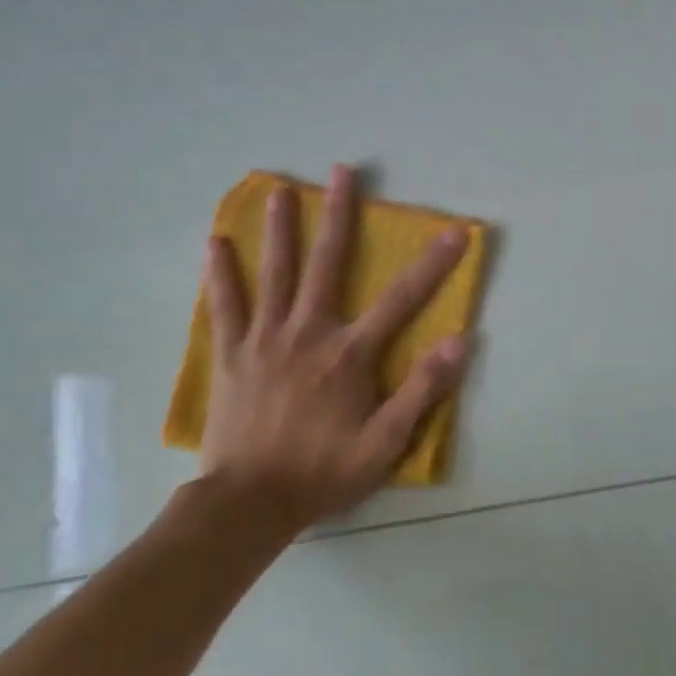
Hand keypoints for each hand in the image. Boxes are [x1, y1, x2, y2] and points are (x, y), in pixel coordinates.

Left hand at [197, 165, 469, 529]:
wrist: (248, 503)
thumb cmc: (323, 472)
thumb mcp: (385, 443)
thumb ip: (421, 390)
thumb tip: (459, 341)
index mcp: (349, 353)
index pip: (402, 299)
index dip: (433, 264)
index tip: (455, 231)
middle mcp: (308, 332)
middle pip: (327, 263)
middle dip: (338, 214)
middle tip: (343, 171)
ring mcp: (265, 339)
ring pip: (274, 273)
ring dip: (279, 229)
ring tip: (278, 190)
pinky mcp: (232, 353)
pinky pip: (225, 305)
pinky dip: (220, 274)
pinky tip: (215, 243)